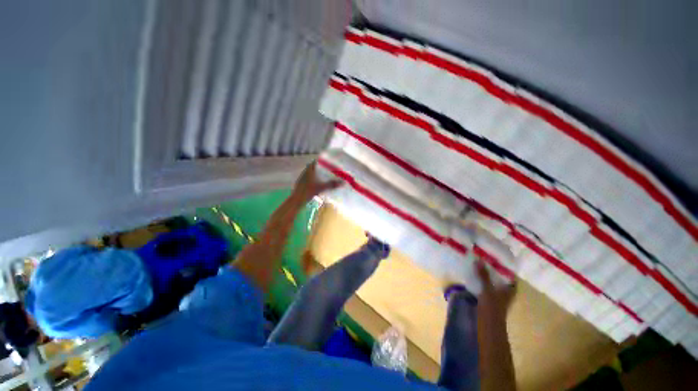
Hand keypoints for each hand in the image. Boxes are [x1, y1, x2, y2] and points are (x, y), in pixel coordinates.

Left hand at [292, 162, 341, 201]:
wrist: (297, 200)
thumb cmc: (308, 191)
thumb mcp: (321, 188)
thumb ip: (332, 184)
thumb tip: (343, 182)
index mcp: (309, 170)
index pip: (316, 161)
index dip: (322, 160)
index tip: (330, 161)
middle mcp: (305, 172)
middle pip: (314, 167)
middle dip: (322, 167)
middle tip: (331, 169)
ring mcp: (303, 178)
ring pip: (312, 173)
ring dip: (318, 173)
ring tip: (327, 175)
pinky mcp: (302, 183)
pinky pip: (310, 178)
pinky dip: (315, 178)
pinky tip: (320, 183)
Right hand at [475, 258, 515, 317]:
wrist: (488, 327)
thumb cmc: (492, 307)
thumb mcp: (487, 289)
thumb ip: (483, 275)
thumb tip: (478, 259)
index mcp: (509, 290)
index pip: (511, 277)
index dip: (506, 268)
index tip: (497, 258)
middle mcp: (505, 293)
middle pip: (502, 280)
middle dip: (494, 271)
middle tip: (485, 260)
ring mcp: (497, 298)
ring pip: (494, 284)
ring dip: (487, 277)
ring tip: (478, 267)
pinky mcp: (489, 301)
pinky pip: (487, 288)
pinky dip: (483, 283)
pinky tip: (475, 279)